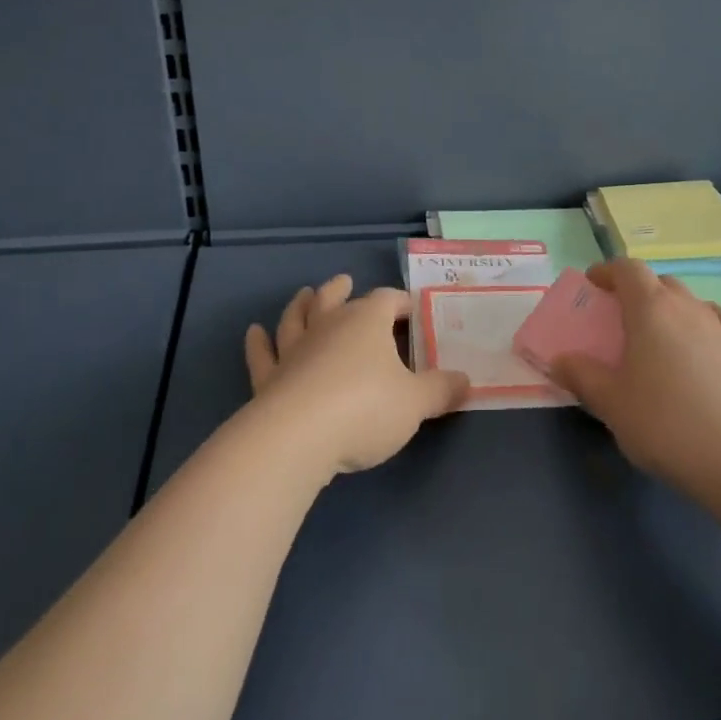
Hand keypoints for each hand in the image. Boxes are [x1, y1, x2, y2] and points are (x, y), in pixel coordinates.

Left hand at [245, 273, 468, 477]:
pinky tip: (254, 333)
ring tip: (304, 295)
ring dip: (300, 306)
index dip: (401, 303)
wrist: (297, 438)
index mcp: (367, 322)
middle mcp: (329, 326)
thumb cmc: (365, 409)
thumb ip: (441, 390)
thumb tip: (466, 381)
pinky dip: (258, 343)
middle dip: (341, 290)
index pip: (387, 300)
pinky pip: (262, 355)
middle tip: (344, 281)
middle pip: (334, 298)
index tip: (412, 310)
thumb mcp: (416, 403)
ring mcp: (294, 350)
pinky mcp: (269, 379)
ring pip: (296, 319)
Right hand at [548, 261, 720, 504]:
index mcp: (651, 308)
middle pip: (659, 282)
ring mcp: (719, 328)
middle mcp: (687, 307)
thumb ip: (581, 376)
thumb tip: (559, 360)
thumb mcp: (611, 403)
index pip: (628, 269)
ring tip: (654, 337)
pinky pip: (714, 323)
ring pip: (688, 302)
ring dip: (667, 308)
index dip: (607, 271)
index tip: (592, 283)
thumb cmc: (666, 423)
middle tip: (618, 315)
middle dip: (636, 290)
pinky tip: (695, 348)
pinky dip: (697, 325)